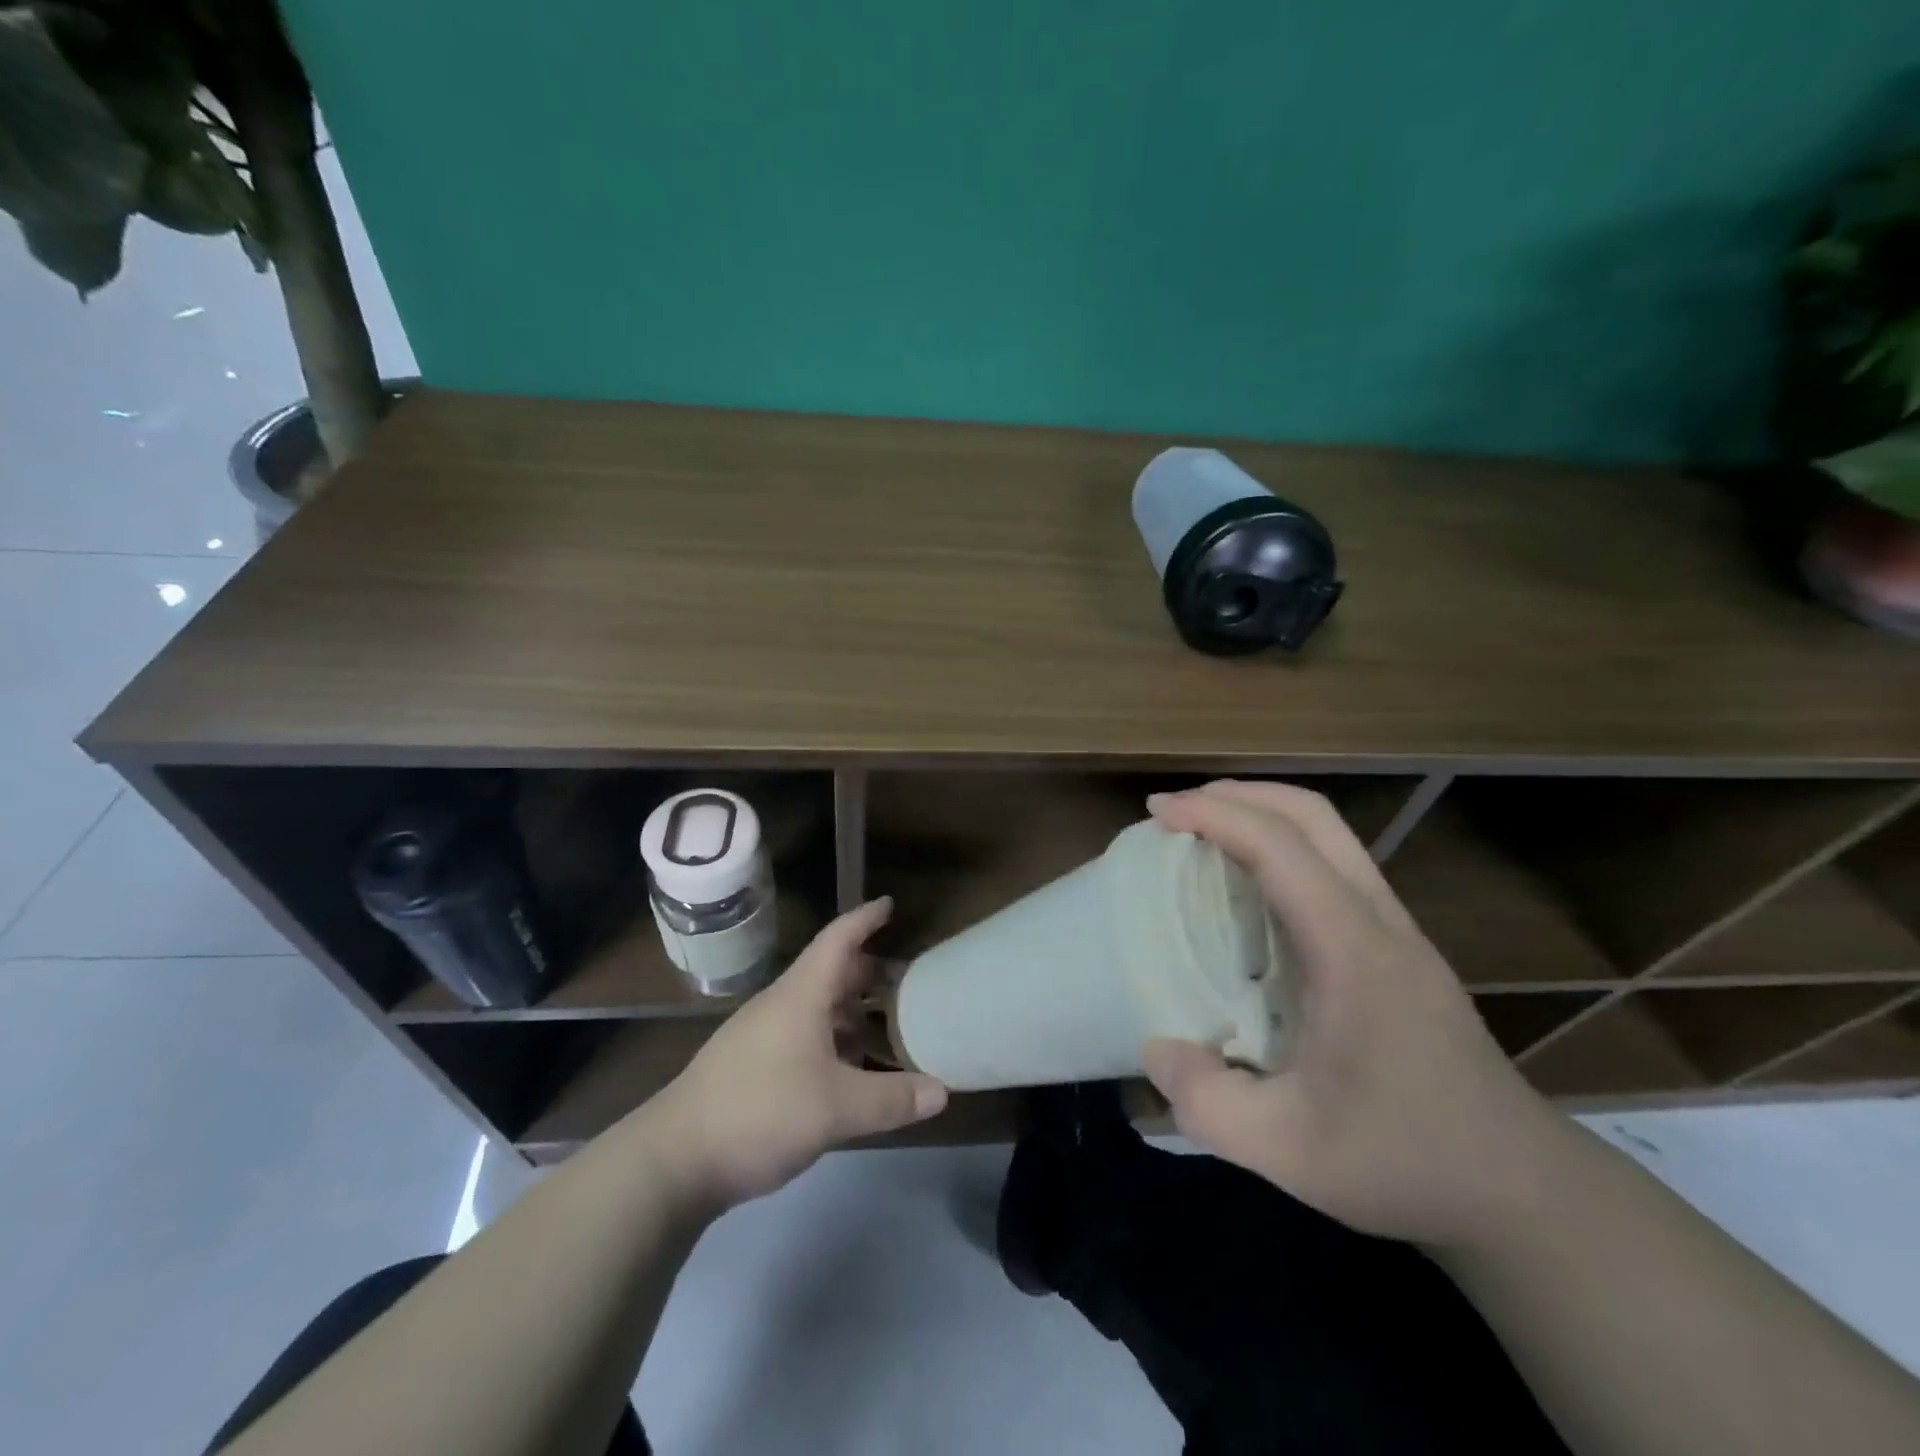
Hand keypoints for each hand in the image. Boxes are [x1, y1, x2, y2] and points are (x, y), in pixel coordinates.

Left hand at [646, 898, 947, 1209]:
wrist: (673, 1159)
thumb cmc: (760, 1112)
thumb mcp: (836, 1109)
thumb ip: (892, 1099)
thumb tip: (942, 1091)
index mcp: (801, 996)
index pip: (838, 940)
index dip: (864, 919)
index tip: (889, 904)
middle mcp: (780, 1005)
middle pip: (829, 973)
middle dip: (867, 972)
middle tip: (905, 981)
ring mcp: (760, 1035)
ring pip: (815, 1008)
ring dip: (849, 1011)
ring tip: (884, 1027)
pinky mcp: (750, 1065)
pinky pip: (802, 1035)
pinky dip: (831, 1040)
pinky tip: (845, 1070)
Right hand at [1140, 781, 1571, 1250]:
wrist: (1524, 1193)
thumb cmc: (1405, 1162)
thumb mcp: (1287, 1152)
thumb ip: (1206, 1102)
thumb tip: (1155, 1048)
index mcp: (1352, 950)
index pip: (1280, 846)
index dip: (1214, 815)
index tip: (1157, 811)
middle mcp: (1379, 922)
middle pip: (1313, 816)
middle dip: (1240, 794)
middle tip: (1178, 810)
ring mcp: (1398, 932)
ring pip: (1332, 835)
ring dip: (1265, 815)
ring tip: (1206, 835)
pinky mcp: (1401, 950)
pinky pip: (1337, 868)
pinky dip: (1285, 850)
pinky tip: (1253, 893)